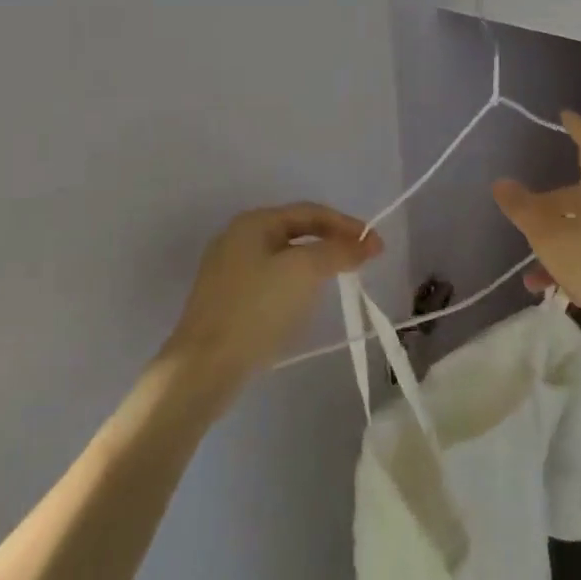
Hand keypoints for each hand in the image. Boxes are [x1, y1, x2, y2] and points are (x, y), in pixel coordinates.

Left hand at [161, 203, 383, 399]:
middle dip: (331, 243)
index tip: (376, 245)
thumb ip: (338, 252)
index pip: (310, 212)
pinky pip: (271, 281)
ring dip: (315, 263)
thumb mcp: (304, 272)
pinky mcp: (227, 301)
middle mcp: (238, 238)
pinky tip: (305, 302)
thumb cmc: (256, 308)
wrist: (204, 367)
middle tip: (361, 260)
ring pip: (284, 257)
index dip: (346, 225)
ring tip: (339, 279)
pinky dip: (296, 284)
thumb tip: (368, 243)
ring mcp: (229, 270)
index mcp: (253, 222)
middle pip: (296, 231)